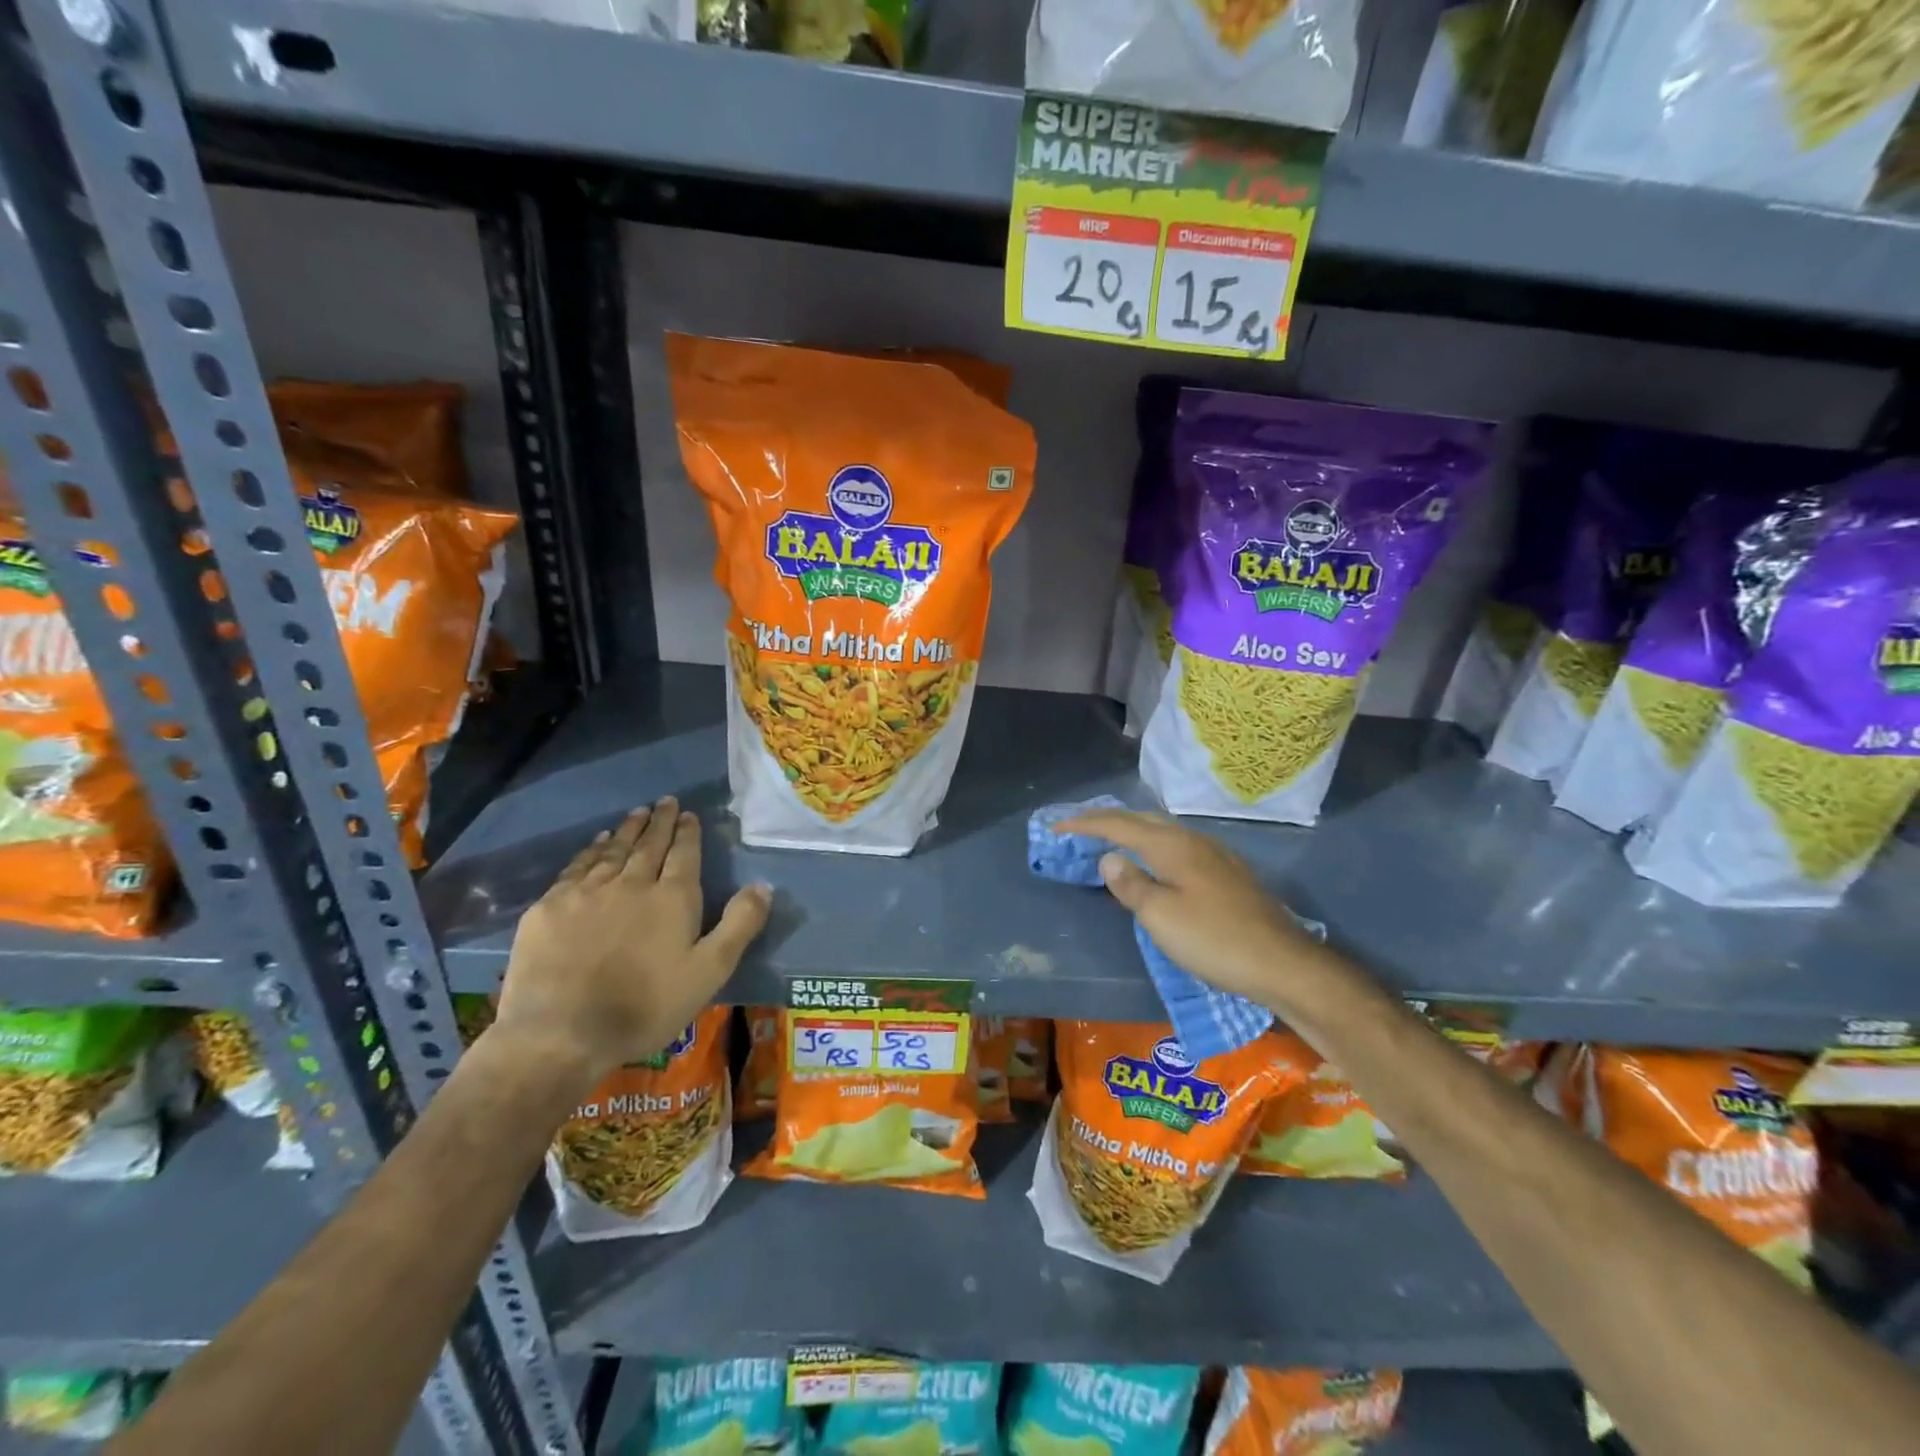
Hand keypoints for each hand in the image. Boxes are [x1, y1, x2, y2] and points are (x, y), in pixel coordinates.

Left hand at [490, 798, 769, 1081]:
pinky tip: (597, 844)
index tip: (688, 814)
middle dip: (659, 821)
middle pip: (648, 844)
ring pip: (613, 851)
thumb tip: (763, 885)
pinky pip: (576, 867)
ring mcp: (586, 892)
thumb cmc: (645, 1006)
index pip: (684, 854)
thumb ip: (738, 925)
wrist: (561, 1033)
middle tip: (665, 801)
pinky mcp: (550, 907)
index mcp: (672, 898)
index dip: (688, 832)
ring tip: (636, 813)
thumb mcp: (709, 972)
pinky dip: (591, 850)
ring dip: (628, 830)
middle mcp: (631, 883)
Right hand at [1056, 808, 1331, 1011]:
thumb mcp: (1160, 917)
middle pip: (1142, 819)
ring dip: (1132, 830)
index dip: (1085, 825)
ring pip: (1163, 831)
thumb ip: (1130, 884)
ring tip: (1111, 839)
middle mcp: (1193, 840)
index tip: (1057, 828)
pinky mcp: (1228, 873)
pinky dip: (1153, 845)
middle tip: (1079, 828)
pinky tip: (1155, 862)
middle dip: (1107, 820)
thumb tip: (1109, 858)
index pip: (1118, 825)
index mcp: (1172, 845)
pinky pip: (1178, 846)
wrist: (1284, 963)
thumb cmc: (1214, 940)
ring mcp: (1215, 854)